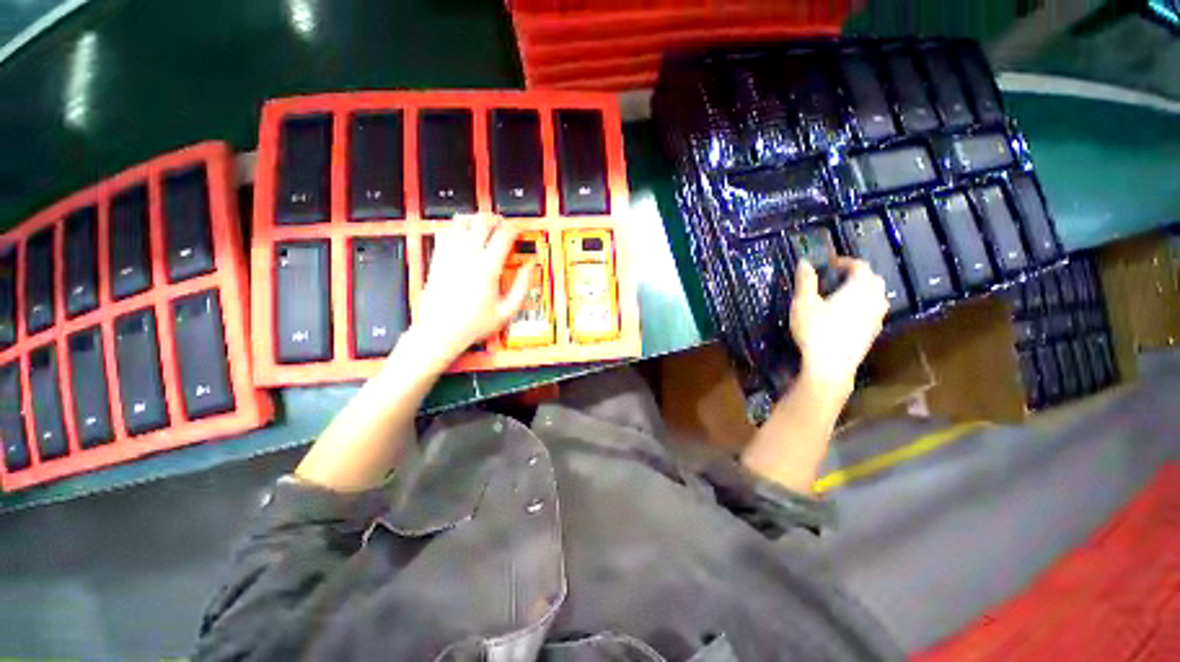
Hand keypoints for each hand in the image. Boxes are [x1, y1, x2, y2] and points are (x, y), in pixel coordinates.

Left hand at [410, 214, 532, 364]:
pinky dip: (455, 228)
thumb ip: (522, 287)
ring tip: (483, 225)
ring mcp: (450, 257)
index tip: (517, 232)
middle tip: (502, 225)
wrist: (439, 332)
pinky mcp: (437, 260)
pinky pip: (444, 232)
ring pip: (461, 221)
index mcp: (487, 270)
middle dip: (495, 219)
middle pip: (482, 222)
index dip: (513, 229)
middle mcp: (467, 259)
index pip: (503, 236)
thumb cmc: (473, 325)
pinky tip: (462, 235)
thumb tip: (530, 269)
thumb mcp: (506, 312)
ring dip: (475, 219)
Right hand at [789, 257, 888, 395]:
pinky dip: (863, 307)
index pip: (860, 266)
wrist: (830, 366)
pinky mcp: (873, 333)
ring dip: (863, 291)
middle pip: (873, 279)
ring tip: (842, 296)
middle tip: (836, 279)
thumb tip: (805, 262)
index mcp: (859, 288)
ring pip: (877, 296)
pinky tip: (847, 316)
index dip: (845, 262)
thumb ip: (805, 281)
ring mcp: (876, 318)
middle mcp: (874, 300)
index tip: (829, 265)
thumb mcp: (803, 303)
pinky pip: (874, 312)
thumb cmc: (815, 331)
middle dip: (857, 275)